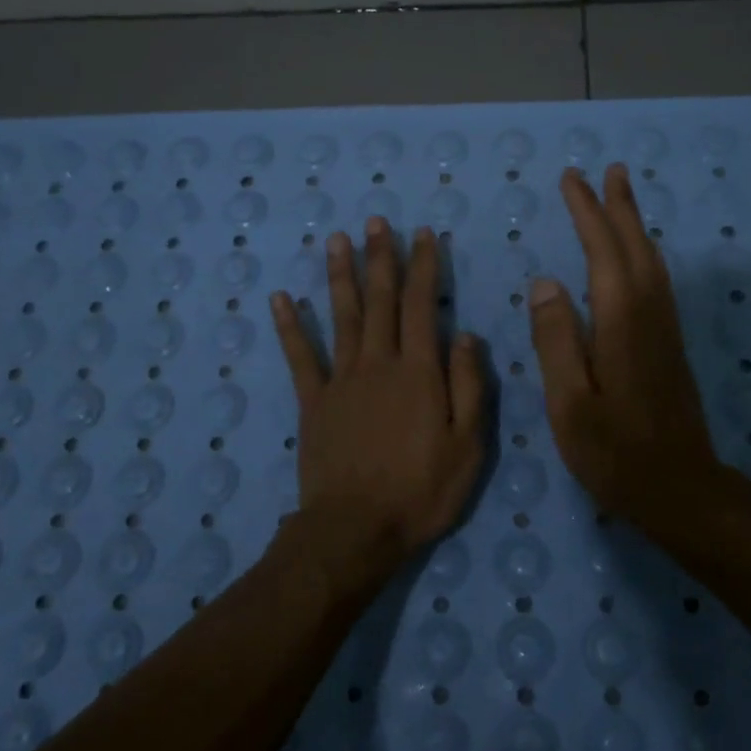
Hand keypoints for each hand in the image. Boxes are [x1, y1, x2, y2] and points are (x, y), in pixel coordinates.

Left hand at [269, 217, 486, 598]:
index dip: (424, 267)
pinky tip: (281, 298)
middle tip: (377, 221)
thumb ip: (470, 387)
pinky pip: (300, 357)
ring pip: (342, 317)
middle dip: (381, 257)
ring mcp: (340, 380)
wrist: (355, 529)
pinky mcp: (313, 402)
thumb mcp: (467, 446)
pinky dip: (290, 326)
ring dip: (340, 276)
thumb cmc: (421, 491)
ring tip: (337, 239)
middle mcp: (377, 363)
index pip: (423, 306)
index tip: (423, 234)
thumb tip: (468, 336)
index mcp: (418, 372)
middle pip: (381, 301)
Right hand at [528, 165, 724, 532]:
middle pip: (635, 247)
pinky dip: (643, 254)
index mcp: (621, 323)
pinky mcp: (670, 346)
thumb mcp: (570, 404)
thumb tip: (545, 283)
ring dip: (635, 225)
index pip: (604, 252)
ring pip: (651, 262)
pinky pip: (656, 281)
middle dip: (618, 207)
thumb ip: (556, 341)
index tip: (572, 180)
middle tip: (607, 170)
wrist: (683, 490)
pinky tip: (636, 258)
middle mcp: (649, 315)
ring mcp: (665, 330)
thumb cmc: (616, 453)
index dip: (588, 213)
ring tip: (623, 197)